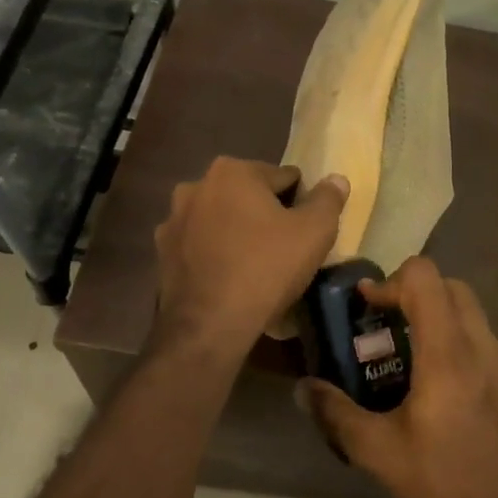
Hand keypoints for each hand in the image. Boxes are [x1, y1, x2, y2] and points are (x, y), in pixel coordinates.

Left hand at [154, 157, 348, 359]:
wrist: (209, 325)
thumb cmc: (267, 268)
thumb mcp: (315, 231)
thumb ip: (328, 199)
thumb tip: (335, 180)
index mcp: (232, 171)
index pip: (283, 177)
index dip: (301, 202)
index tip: (308, 229)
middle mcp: (196, 186)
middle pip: (248, 195)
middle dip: (266, 214)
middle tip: (286, 248)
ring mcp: (173, 220)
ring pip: (221, 219)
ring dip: (238, 232)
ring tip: (257, 265)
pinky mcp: (162, 253)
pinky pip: (201, 245)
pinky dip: (216, 254)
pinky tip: (230, 278)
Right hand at [297, 257, 497, 497]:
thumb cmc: (443, 486)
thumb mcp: (378, 452)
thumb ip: (336, 413)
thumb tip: (301, 388)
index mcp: (448, 352)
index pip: (425, 277)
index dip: (389, 282)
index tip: (366, 308)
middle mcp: (481, 346)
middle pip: (450, 285)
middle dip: (413, 292)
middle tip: (382, 325)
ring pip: (470, 311)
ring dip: (436, 314)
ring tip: (403, 354)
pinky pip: (481, 340)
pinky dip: (454, 339)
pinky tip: (432, 385)